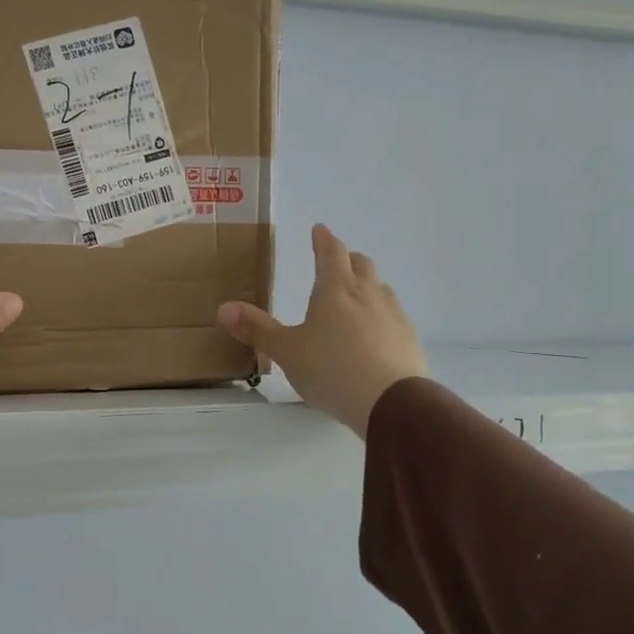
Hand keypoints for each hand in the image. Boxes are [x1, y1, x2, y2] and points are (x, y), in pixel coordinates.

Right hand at [219, 225, 426, 437]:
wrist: (391, 402)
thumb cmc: (331, 370)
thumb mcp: (287, 352)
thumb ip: (257, 330)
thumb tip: (224, 308)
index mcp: (336, 289)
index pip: (331, 252)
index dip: (323, 239)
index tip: (319, 230)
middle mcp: (368, 293)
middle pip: (361, 264)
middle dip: (348, 259)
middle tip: (337, 263)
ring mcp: (394, 315)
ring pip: (381, 289)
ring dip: (368, 287)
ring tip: (356, 301)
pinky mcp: (409, 338)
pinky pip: (394, 317)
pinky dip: (381, 317)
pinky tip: (375, 336)